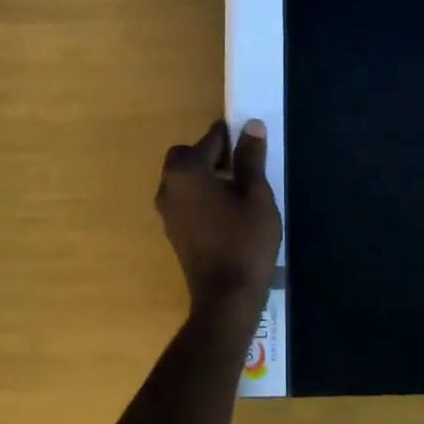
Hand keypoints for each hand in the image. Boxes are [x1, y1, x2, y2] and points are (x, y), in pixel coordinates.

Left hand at [155, 118, 282, 323]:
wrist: (226, 298)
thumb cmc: (245, 241)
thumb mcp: (256, 195)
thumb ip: (251, 158)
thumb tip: (250, 125)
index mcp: (187, 171)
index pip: (211, 139)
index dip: (232, 136)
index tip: (251, 141)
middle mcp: (169, 186)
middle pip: (187, 156)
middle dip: (212, 154)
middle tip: (242, 165)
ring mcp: (167, 211)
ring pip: (183, 178)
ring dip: (205, 174)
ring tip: (236, 188)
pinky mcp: (172, 230)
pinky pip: (184, 199)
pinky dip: (200, 194)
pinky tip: (225, 210)